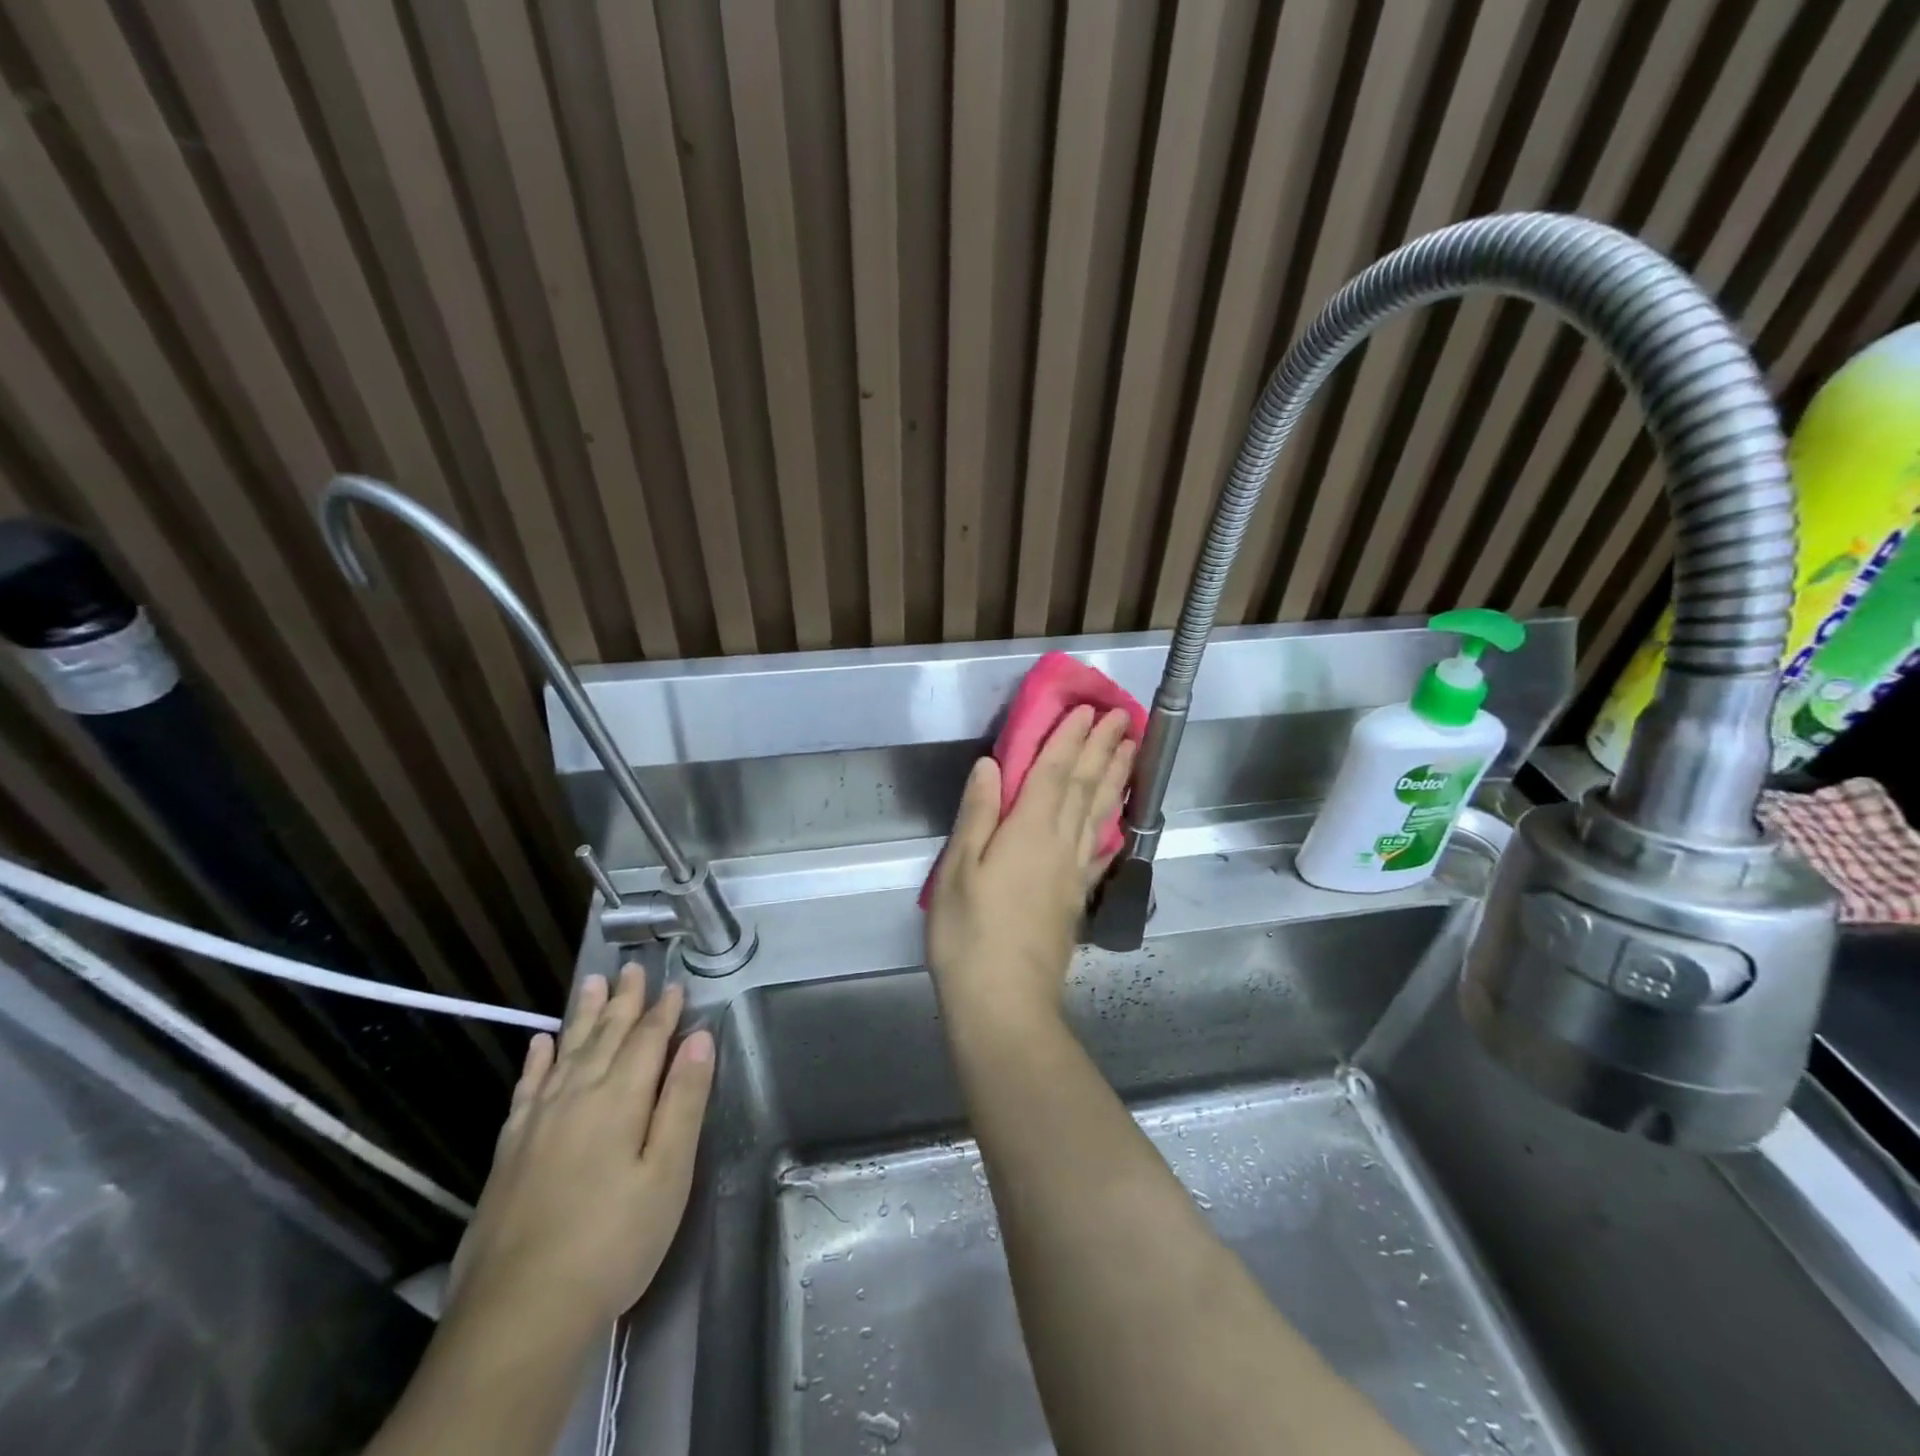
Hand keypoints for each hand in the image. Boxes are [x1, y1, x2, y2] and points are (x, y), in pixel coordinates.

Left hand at [447, 966, 714, 1337]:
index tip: (676, 986)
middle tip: (631, 968)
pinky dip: (536, 1061)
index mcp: (619, 1100)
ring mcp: (537, 1123)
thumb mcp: (668, 1174)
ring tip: (591, 983)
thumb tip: (700, 1039)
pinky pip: (526, 1088)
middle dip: (623, 1002)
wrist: (519, 1315)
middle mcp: (576, 1097)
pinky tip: (540, 1043)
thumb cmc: (613, 1242)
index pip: (647, 1041)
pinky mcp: (509, 1152)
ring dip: (582, 1017)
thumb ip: (683, 1102)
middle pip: (605, 1037)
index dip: (664, 1012)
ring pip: (565, 1052)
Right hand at [926, 706, 1134, 1029]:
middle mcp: (1059, 844)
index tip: (1087, 709)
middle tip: (1123, 716)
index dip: (1070, 738)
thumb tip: (990, 764)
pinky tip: (1116, 816)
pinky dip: (1110, 822)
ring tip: (1131, 750)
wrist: (1005, 1002)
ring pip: (1099, 812)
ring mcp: (1073, 871)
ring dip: (1114, 777)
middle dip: (1102, 748)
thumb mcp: (957, 870)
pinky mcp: (1076, 897)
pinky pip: (1099, 846)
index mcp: (1028, 831)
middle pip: (1084, 786)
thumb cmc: (968, 935)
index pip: (1054, 772)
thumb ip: (977, 814)